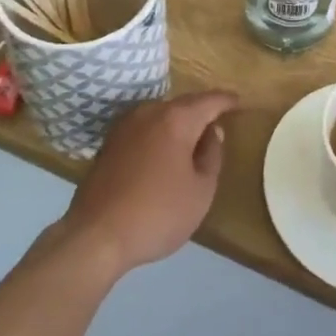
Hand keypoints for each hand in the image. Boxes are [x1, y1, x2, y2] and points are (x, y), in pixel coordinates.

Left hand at [58, 92, 237, 277]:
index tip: (239, 102)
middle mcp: (150, 112)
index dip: (227, 101)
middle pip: (184, 104)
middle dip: (202, 110)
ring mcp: (125, 125)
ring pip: (161, 115)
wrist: (96, 235)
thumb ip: (212, 155)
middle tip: (219, 120)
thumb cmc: (158, 213)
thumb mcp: (200, 191)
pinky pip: (144, 128)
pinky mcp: (110, 142)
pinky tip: (164, 152)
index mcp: (176, 119)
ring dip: (179, 122)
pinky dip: (160, 133)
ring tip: (193, 138)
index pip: (209, 101)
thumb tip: (213, 132)